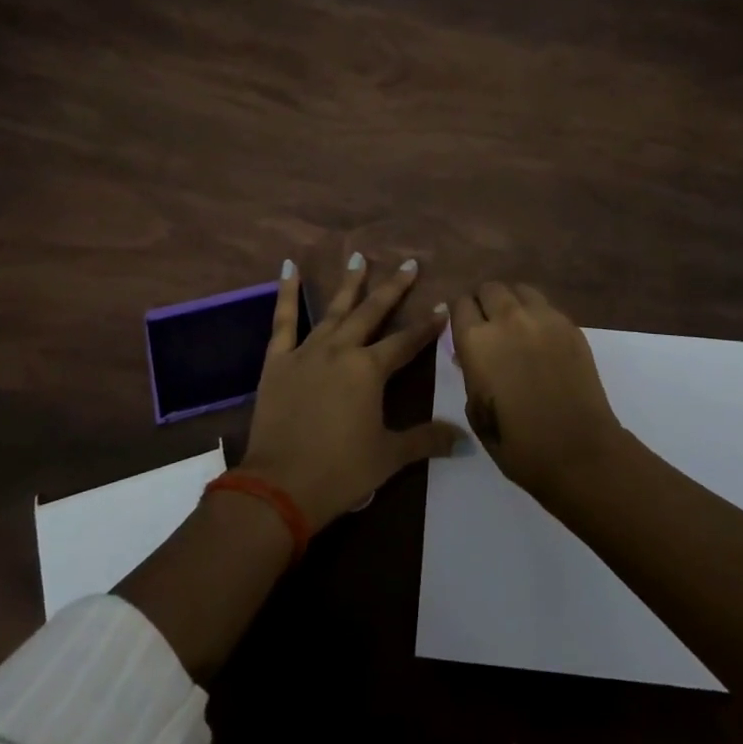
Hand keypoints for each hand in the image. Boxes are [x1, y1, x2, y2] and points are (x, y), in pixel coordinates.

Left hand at [238, 254, 462, 527]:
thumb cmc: (340, 472)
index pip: (406, 342)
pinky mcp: (278, 360)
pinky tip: (289, 266)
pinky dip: (286, 292)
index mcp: (370, 370)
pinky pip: (283, 320)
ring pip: (334, 309)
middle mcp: (342, 350)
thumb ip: (426, 440)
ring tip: (358, 257)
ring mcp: (307, 351)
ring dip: (349, 283)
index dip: (427, 327)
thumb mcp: (389, 457)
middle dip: (393, 288)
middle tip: (409, 264)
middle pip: (372, 313)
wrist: (280, 486)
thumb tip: (464, 440)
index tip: (443, 308)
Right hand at [449, 282, 626, 500]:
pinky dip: (537, 314)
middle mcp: (507, 319)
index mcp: (476, 341)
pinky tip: (540, 337)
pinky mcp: (570, 325)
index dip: (459, 314)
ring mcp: (542, 318)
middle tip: (488, 324)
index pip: (459, 304)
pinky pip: (546, 306)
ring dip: (511, 301)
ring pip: (519, 289)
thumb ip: (470, 374)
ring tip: (515, 324)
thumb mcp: (477, 412)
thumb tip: (469, 356)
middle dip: (484, 302)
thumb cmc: (519, 444)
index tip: (462, 327)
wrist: (578, 451)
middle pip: (489, 288)